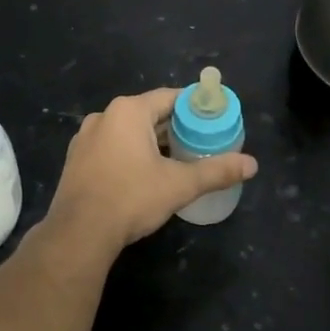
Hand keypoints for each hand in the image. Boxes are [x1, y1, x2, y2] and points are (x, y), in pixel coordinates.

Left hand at [47, 88, 258, 251]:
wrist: (79, 233)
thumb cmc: (131, 198)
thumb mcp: (179, 185)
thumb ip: (216, 171)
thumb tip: (252, 164)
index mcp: (128, 111)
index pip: (170, 98)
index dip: (194, 107)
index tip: (213, 119)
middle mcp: (104, 116)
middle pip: (149, 113)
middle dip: (174, 127)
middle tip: (200, 142)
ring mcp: (85, 138)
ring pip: (128, 131)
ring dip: (151, 141)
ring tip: (176, 159)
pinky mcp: (77, 159)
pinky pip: (111, 146)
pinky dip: (130, 153)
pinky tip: (144, 174)